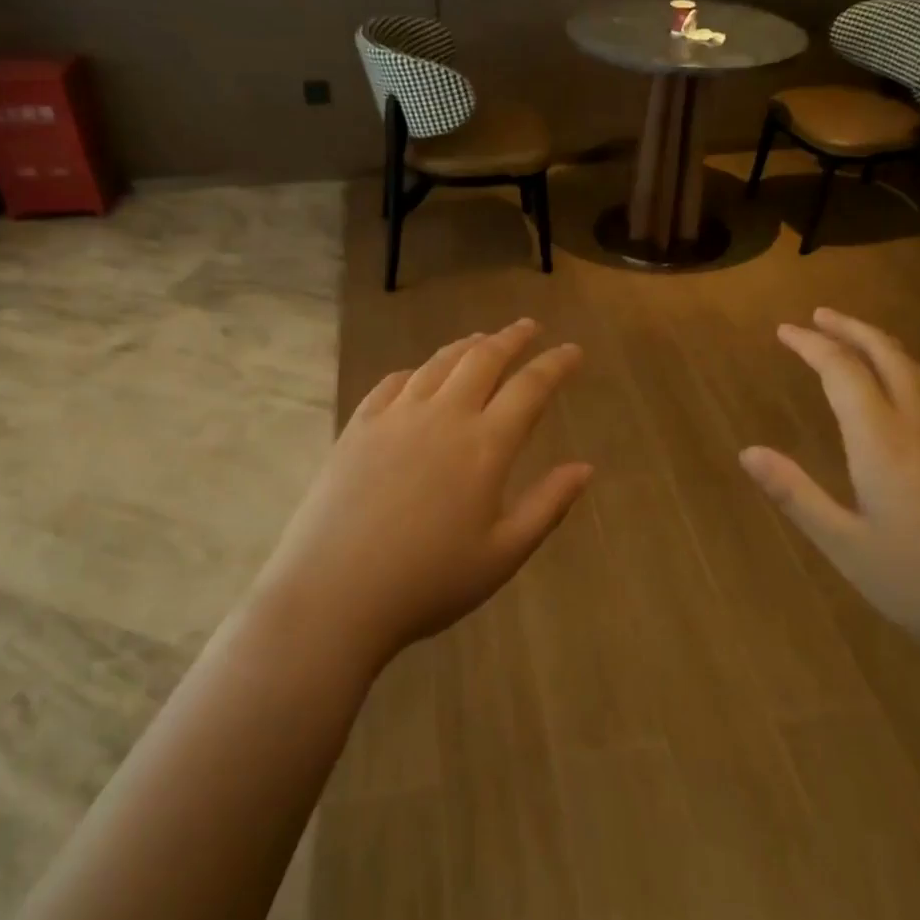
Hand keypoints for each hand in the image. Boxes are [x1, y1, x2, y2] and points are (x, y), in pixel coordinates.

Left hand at [258, 319, 591, 666]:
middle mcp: (443, 415)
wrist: (334, 592)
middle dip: (512, 338)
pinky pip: (393, 382)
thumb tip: (585, 468)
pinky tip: (419, 375)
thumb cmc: (429, 582)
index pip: (530, 387)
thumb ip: (548, 506)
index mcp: (485, 445)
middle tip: (529, 326)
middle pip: (483, 359)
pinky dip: (416, 370)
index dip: (556, 364)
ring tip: (482, 339)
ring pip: (438, 363)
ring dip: (467, 346)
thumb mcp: (502, 554)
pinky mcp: (359, 426)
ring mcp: (396, 416)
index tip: (573, 350)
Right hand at [739, 308, 919, 666]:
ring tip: (854, 338)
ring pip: (917, 370)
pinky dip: (904, 369)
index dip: (812, 345)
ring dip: (881, 344)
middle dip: (851, 329)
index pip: (843, 371)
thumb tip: (747, 452)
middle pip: (888, 355)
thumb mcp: (846, 546)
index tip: (785, 330)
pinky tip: (898, 390)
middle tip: (819, 316)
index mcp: (884, 441)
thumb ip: (796, 494)